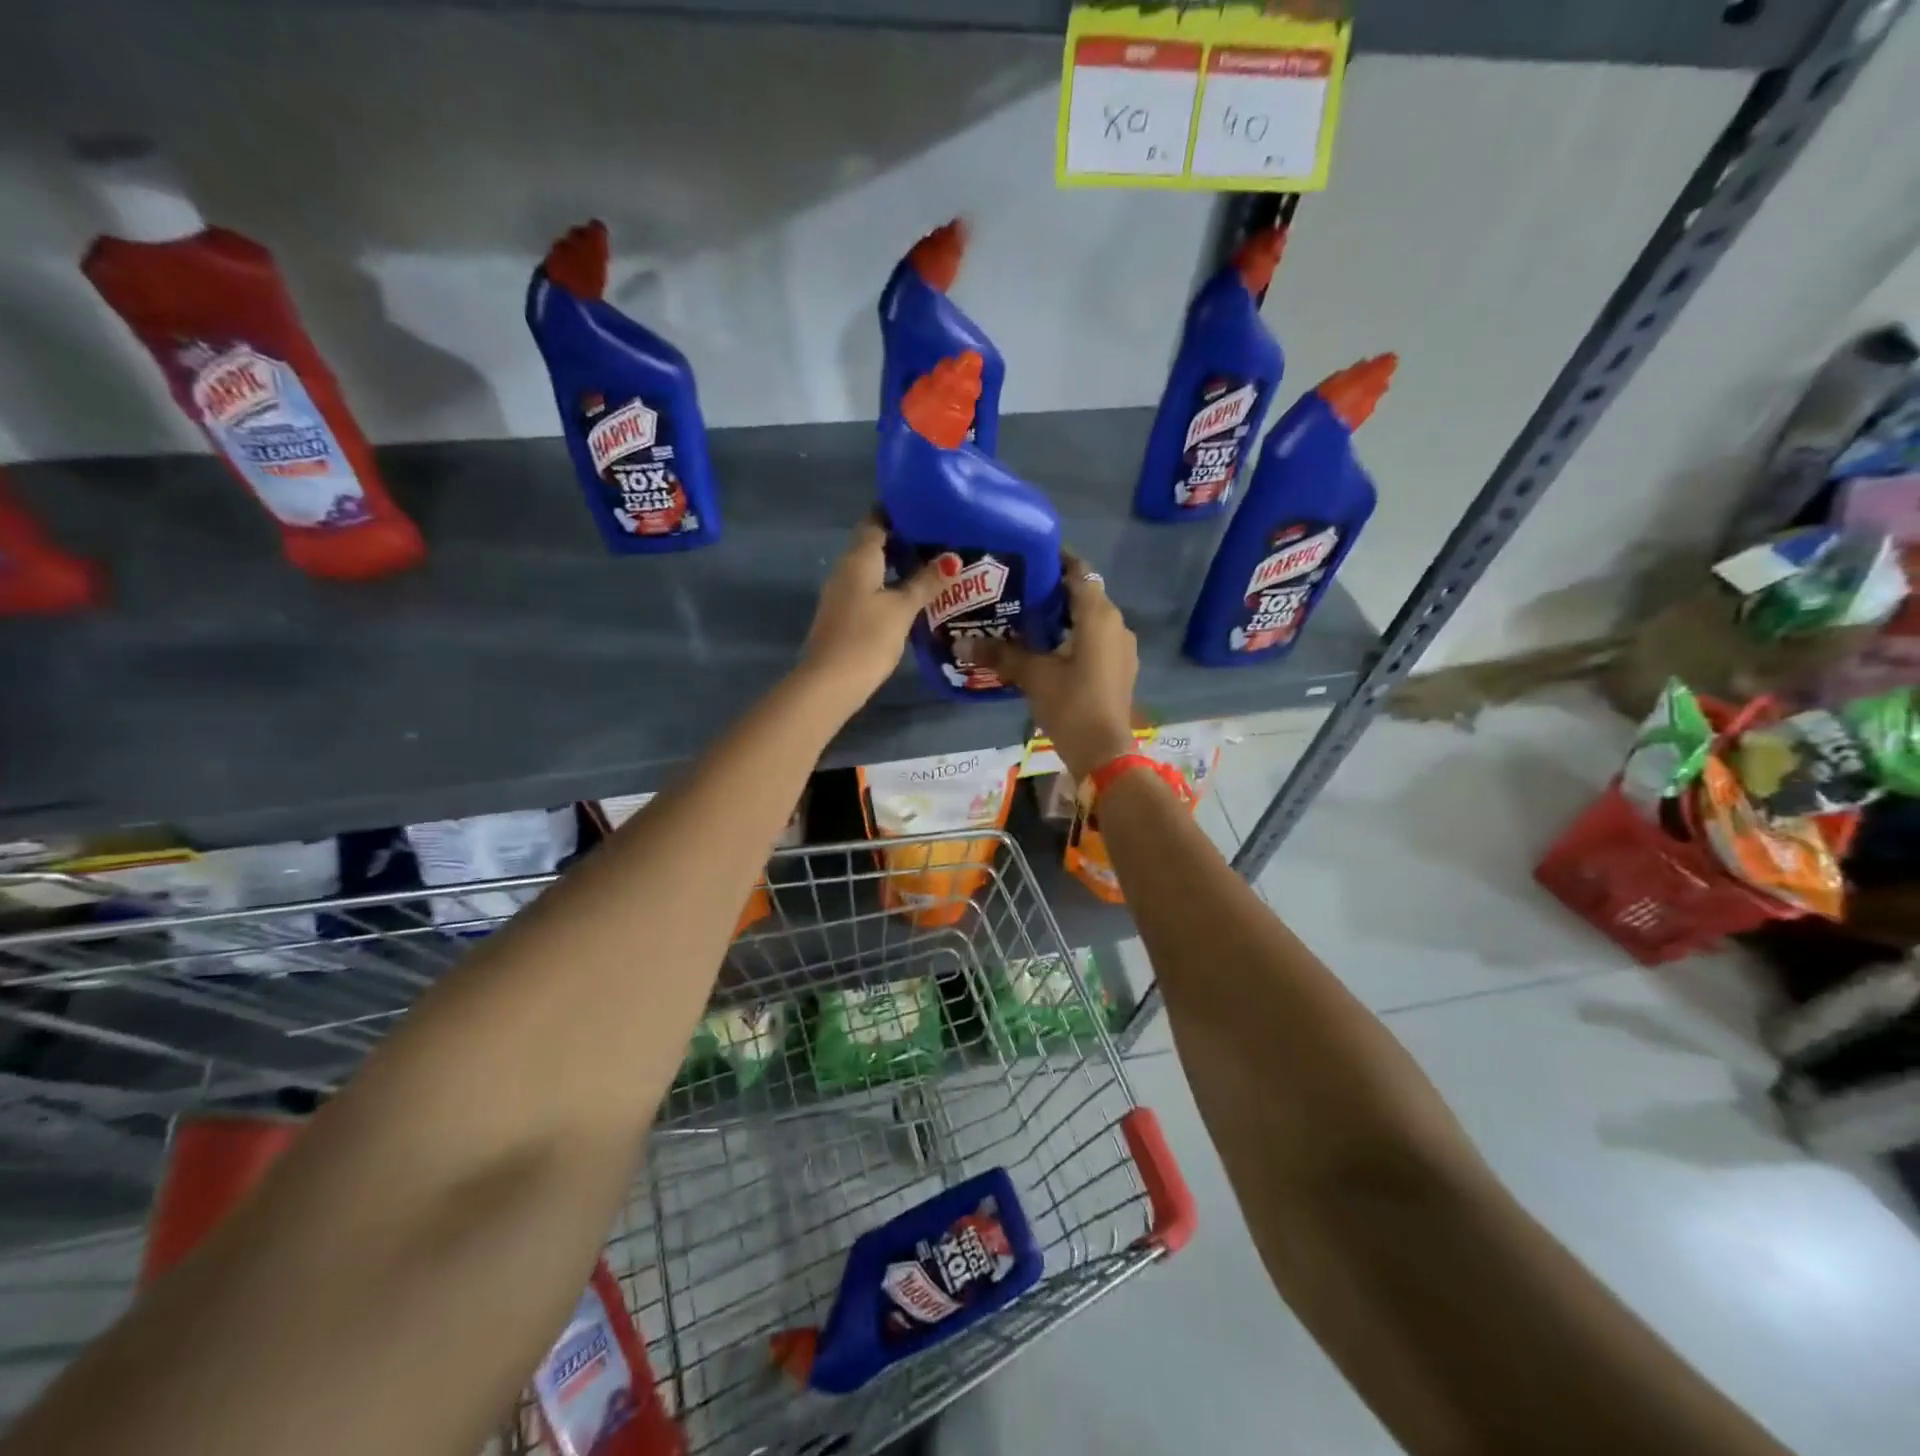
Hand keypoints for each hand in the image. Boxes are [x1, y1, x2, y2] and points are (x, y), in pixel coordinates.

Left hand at [799, 515, 942, 703]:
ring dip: (900, 566)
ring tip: (935, 567)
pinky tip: (914, 597)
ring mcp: (843, 593)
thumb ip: (925, 582)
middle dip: (905, 539)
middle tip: (941, 540)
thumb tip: (952, 558)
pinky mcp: (845, 615)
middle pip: (875, 544)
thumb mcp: (902, 608)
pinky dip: (891, 586)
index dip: (900, 512)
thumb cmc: (867, 638)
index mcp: (859, 557)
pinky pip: (870, 590)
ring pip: (874, 569)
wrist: (830, 682)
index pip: (876, 520)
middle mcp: (847, 568)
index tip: (928, 509)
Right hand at [975, 554, 1138, 779]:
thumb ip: (1000, 654)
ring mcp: (1121, 648)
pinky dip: (1074, 637)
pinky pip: (1096, 640)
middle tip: (1017, 591)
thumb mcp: (1033, 676)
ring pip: (1090, 620)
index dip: (1056, 560)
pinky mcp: (1119, 669)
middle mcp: (1116, 624)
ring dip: (1064, 617)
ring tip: (1028, 620)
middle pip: (1084, 594)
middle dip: (1054, 591)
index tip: (1028, 559)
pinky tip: (1048, 650)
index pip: (1079, 571)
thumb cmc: (1071, 704)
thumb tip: (960, 641)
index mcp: (1098, 615)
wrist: (1104, 752)